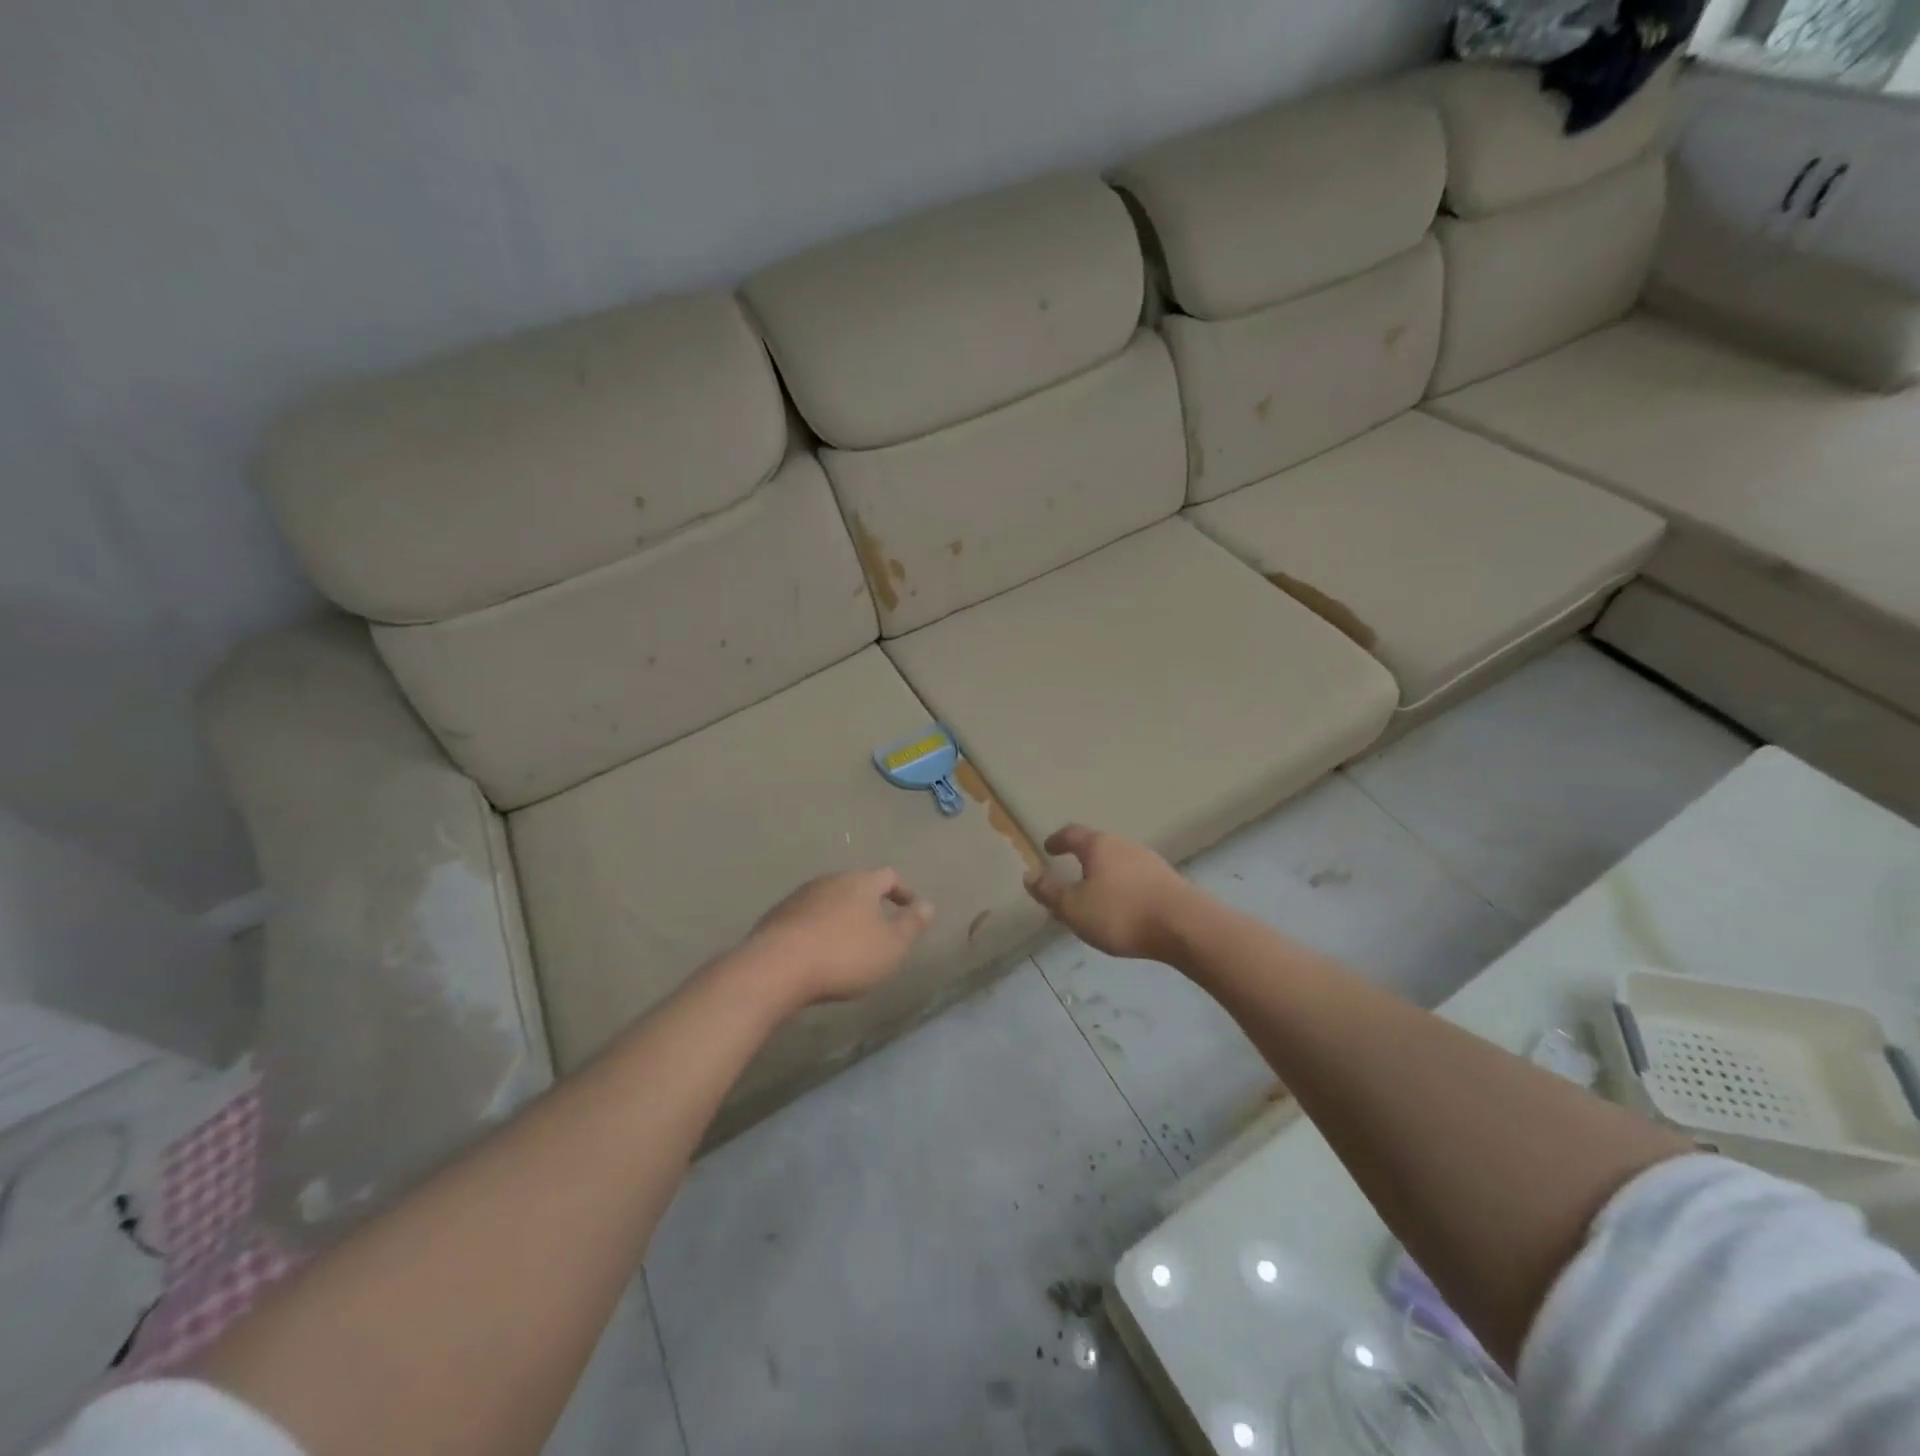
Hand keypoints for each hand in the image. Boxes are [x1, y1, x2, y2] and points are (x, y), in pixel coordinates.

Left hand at [740, 868, 933, 1008]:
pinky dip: (817, 930)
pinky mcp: (776, 917)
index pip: (888, 876)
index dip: (903, 891)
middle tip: (879, 928)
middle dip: (870, 904)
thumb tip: (927, 905)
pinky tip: (817, 953)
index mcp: (860, 883)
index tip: (911, 908)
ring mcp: (799, 897)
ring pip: (829, 900)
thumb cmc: (844, 955)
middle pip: (856, 885)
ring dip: (841, 917)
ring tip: (847, 943)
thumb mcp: (891, 946)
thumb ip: (911, 924)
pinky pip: (805, 918)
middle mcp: (830, 881)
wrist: (775, 968)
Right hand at [1024, 824, 1195, 961]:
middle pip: (1098, 846)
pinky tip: (1124, 907)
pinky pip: (1136, 878)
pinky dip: (1124, 887)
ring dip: (1105, 875)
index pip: (1072, 834)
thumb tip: (1029, 875)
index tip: (1048, 847)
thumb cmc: (1121, 913)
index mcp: (1099, 845)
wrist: (1185, 926)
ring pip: (1119, 863)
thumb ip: (1050, 892)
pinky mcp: (1168, 880)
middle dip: (1083, 859)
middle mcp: (1125, 845)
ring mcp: (1150, 861)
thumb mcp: (1075, 908)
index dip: (1058, 840)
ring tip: (1096, 895)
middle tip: (1070, 875)